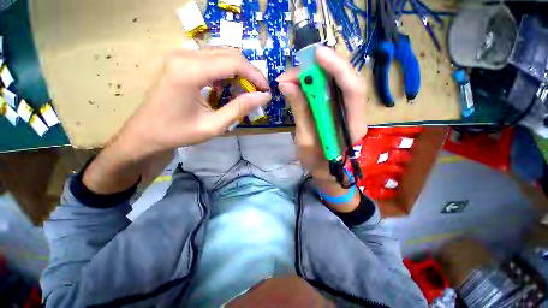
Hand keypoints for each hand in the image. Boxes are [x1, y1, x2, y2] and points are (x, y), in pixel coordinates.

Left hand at [118, 48, 270, 159]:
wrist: (145, 133)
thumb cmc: (178, 133)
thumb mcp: (214, 126)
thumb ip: (239, 108)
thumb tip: (263, 97)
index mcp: (190, 71)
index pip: (233, 62)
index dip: (255, 75)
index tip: (265, 91)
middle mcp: (184, 56)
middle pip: (229, 54)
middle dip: (249, 73)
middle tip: (259, 92)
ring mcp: (181, 56)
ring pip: (221, 55)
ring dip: (238, 73)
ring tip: (246, 92)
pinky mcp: (181, 61)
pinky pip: (211, 60)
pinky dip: (226, 73)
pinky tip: (227, 89)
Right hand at [277, 47, 367, 183]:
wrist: (325, 171)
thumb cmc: (316, 162)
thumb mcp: (305, 140)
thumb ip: (299, 111)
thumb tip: (286, 84)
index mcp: (352, 125)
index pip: (352, 89)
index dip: (337, 68)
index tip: (316, 55)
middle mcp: (354, 112)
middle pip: (344, 80)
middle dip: (319, 69)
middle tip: (292, 73)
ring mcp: (345, 109)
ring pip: (334, 82)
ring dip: (312, 76)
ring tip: (289, 80)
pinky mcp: (336, 109)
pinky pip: (326, 90)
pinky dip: (311, 84)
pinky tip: (297, 86)